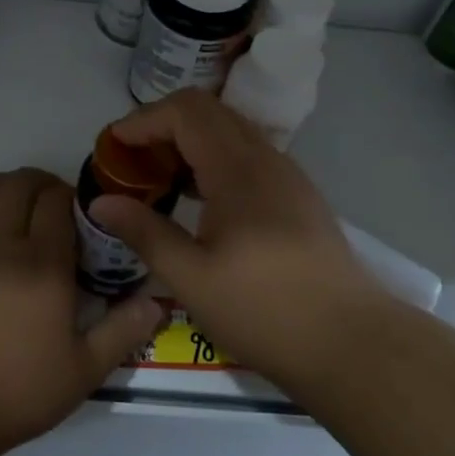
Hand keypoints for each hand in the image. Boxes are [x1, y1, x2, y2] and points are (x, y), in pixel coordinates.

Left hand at [0, 167, 163, 455]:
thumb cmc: (15, 392)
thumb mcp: (82, 372)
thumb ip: (122, 332)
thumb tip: (156, 302)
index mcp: (43, 266)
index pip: (56, 200)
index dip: (70, 196)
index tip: (78, 214)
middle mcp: (2, 245)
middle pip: (20, 185)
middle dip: (41, 183)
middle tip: (52, 205)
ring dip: (7, 187)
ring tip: (18, 207)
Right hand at [88, 89, 389, 390]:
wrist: (352, 344)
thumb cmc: (265, 311)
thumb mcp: (191, 278)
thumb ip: (144, 232)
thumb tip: (101, 202)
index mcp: (237, 169)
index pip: (185, 111)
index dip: (143, 120)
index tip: (113, 148)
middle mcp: (265, 158)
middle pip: (207, 112)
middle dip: (162, 125)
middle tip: (132, 162)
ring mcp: (287, 175)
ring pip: (230, 131)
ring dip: (189, 142)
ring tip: (160, 180)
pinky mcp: (298, 196)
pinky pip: (248, 155)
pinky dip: (214, 160)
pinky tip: (200, 202)